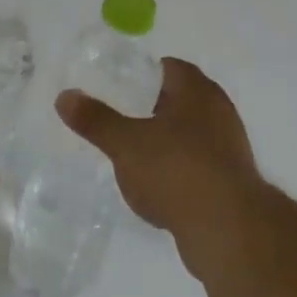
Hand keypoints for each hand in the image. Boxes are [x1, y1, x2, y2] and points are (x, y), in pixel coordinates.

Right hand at [56, 59, 262, 263]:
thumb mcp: (126, 144)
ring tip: (133, 155)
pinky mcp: (231, 179)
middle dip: (150, 108)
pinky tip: (157, 186)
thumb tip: (65, 95)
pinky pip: (198, 163)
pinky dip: (178, 168)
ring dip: (165, 140)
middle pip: (180, 99)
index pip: (168, 67)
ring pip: (190, 132)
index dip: (141, 74)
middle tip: (118, 120)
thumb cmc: (176, 170)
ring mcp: (229, 145)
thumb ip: (96, 119)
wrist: (227, 228)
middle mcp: (219, 110)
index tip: (116, 88)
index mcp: (197, 90)